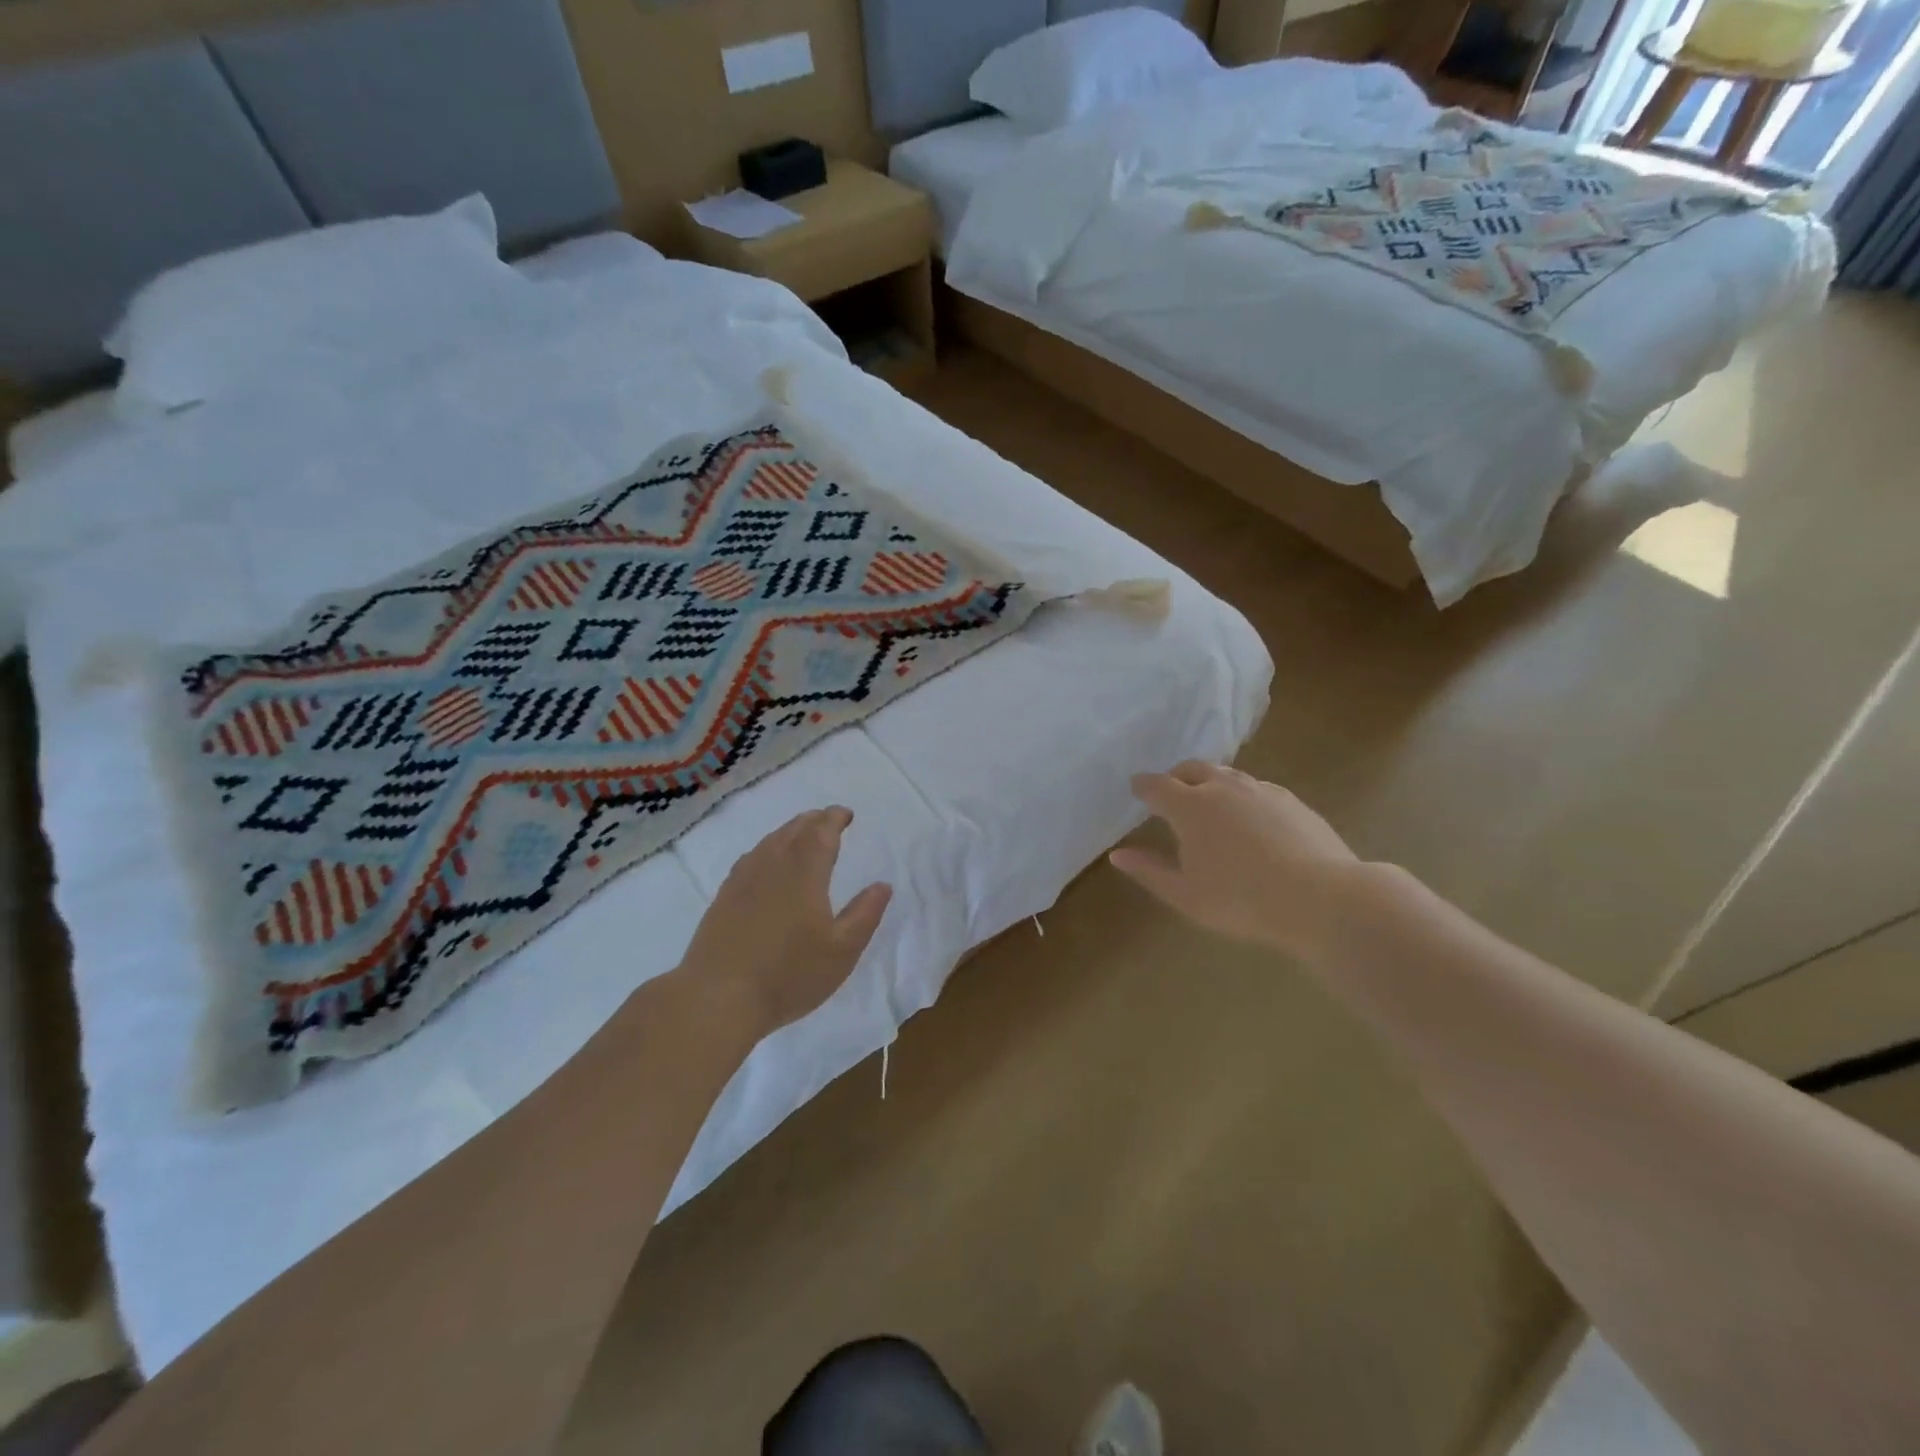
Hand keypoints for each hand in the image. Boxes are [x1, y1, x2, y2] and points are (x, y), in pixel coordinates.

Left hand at [678, 807, 892, 1038]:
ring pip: (770, 841)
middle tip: (828, 820)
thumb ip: (865, 914)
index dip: (835, 819)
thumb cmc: (789, 974)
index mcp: (804, 871)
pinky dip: (767, 848)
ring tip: (802, 834)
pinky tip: (766, 862)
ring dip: (790, 831)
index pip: (821, 831)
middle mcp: (772, 864)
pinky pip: (751, 857)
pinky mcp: (724, 897)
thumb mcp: (842, 950)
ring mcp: (743, 879)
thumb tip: (882, 885)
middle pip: (794, 829)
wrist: (719, 997)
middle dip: (814, 820)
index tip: (846, 814)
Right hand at [1110, 761, 1360, 960]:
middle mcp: (1223, 788)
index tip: (1136, 788)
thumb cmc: (1241, 900)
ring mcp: (1261, 790)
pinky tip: (1250, 818)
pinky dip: (1242, 795)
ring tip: (1209, 801)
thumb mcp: (1185, 894)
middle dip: (1176, 777)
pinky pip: (1257, 788)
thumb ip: (1149, 871)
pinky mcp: (1292, 801)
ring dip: (1211, 782)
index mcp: (1190, 806)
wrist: (1322, 898)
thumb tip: (1117, 854)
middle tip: (1171, 792)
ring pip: (1227, 775)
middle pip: (1193, 769)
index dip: (1143, 786)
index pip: (1157, 785)